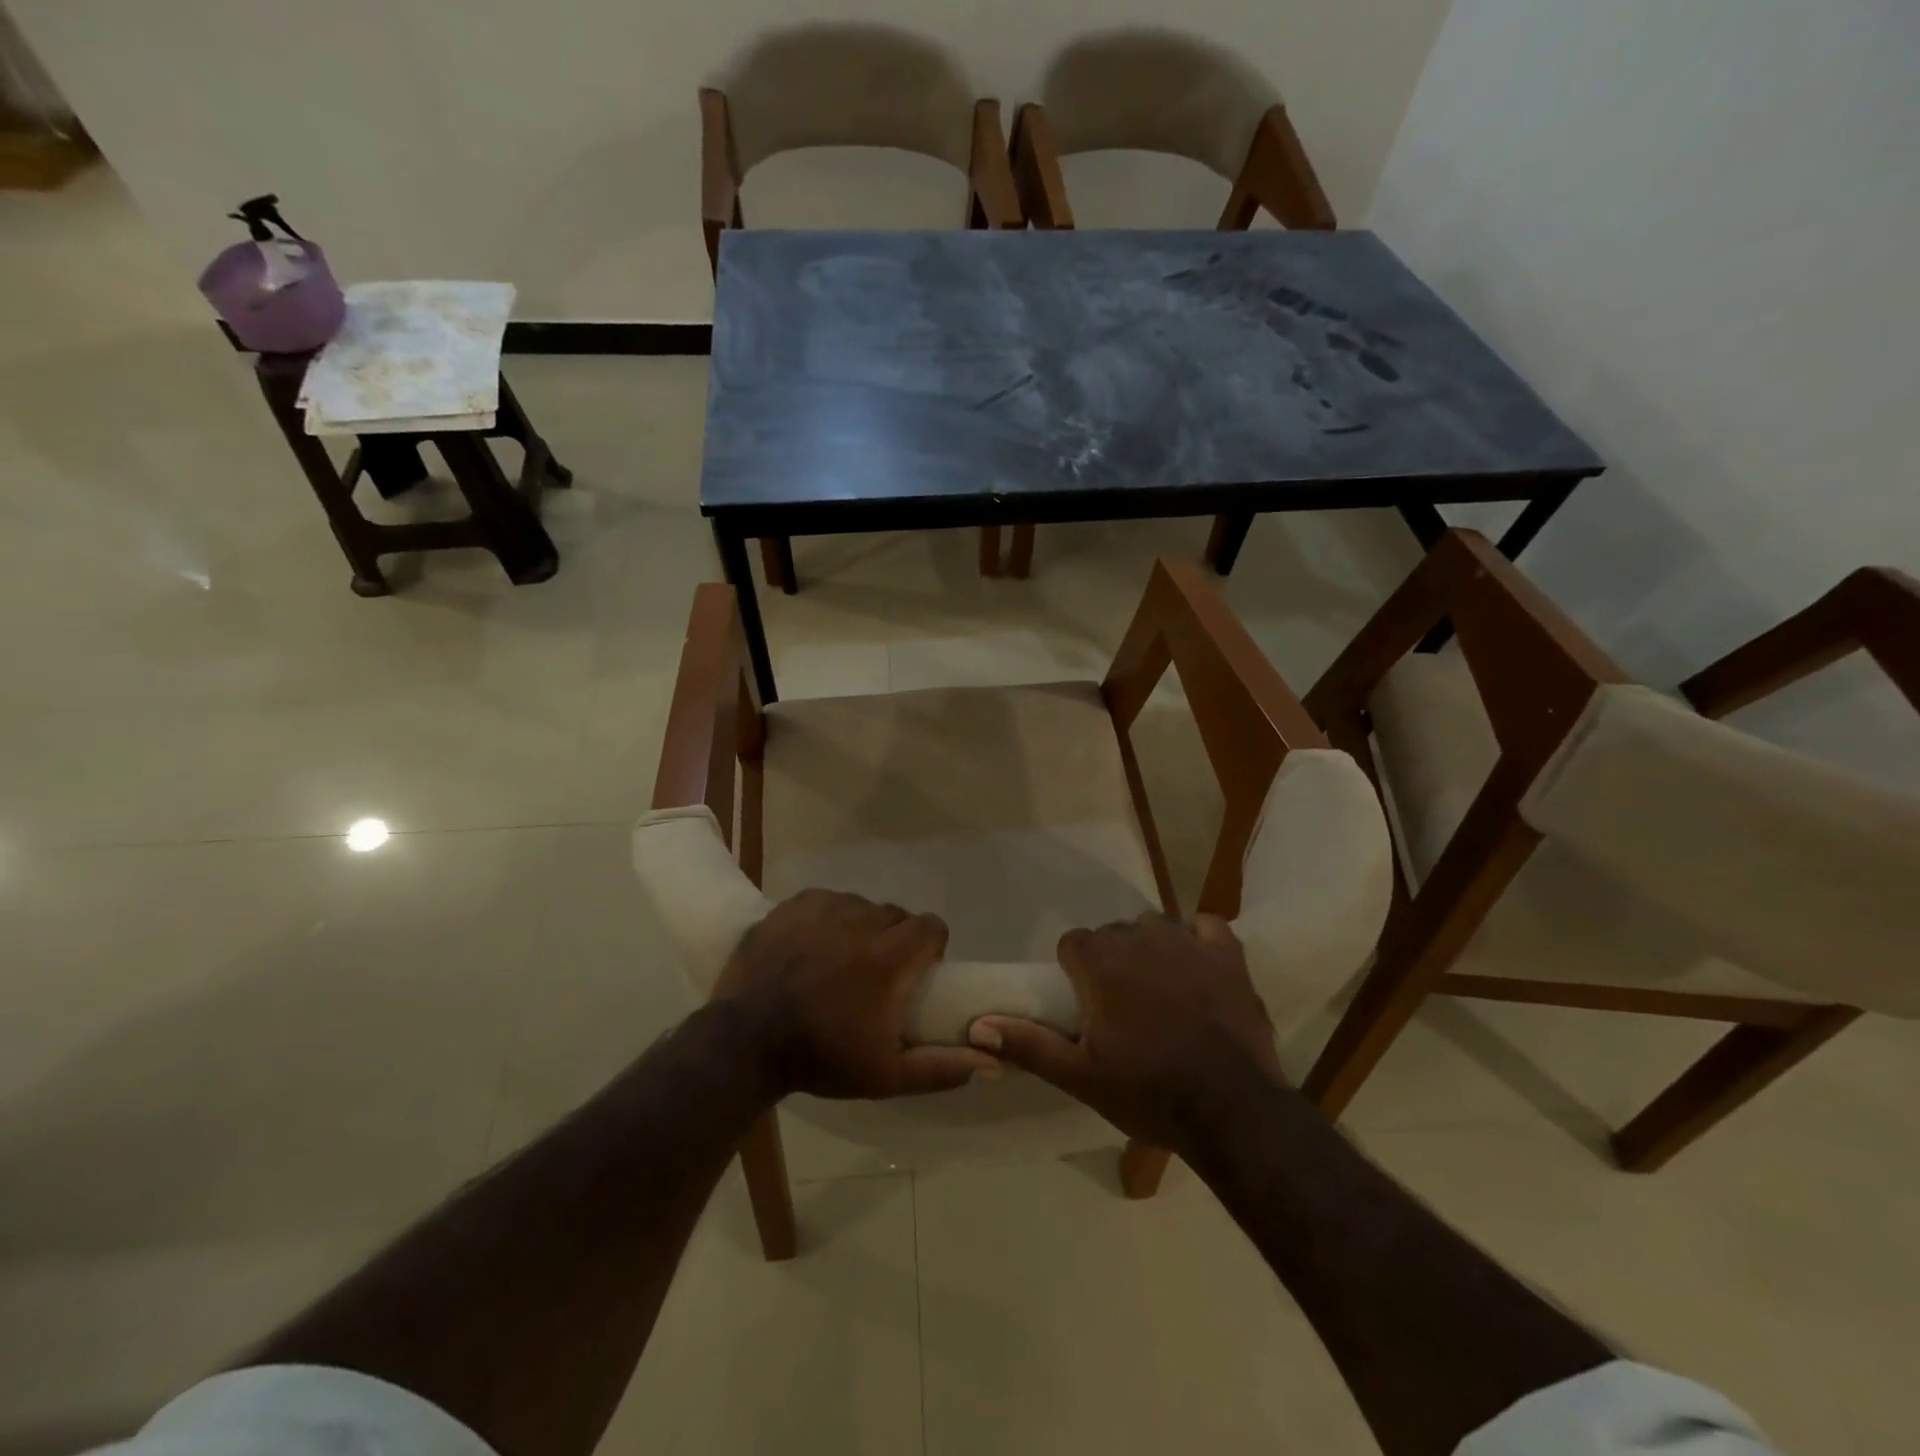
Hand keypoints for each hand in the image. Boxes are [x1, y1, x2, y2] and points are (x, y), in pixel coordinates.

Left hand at [714, 890, 999, 1099]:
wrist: (744, 1043)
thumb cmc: (822, 1058)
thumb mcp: (887, 1075)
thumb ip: (943, 1067)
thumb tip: (995, 1062)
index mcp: (890, 956)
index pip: (932, 926)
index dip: (931, 946)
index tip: (917, 971)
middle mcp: (862, 920)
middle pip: (895, 916)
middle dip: (894, 940)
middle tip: (874, 974)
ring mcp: (824, 908)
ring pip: (859, 907)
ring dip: (859, 928)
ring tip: (838, 961)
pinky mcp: (793, 905)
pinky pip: (825, 901)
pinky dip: (826, 919)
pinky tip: (810, 947)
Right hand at [968, 913, 1282, 1153]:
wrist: (1231, 1111)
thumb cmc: (1148, 1092)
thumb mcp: (1080, 1076)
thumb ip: (1029, 1044)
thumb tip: (978, 1025)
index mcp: (1101, 963)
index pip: (1073, 942)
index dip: (1075, 970)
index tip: (1086, 1003)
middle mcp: (1140, 939)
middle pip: (1113, 933)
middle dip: (1111, 960)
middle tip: (1120, 1005)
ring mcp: (1187, 942)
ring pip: (1155, 926)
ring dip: (1150, 948)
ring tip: (1158, 988)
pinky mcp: (1227, 954)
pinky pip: (1206, 926)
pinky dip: (1199, 939)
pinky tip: (1197, 964)